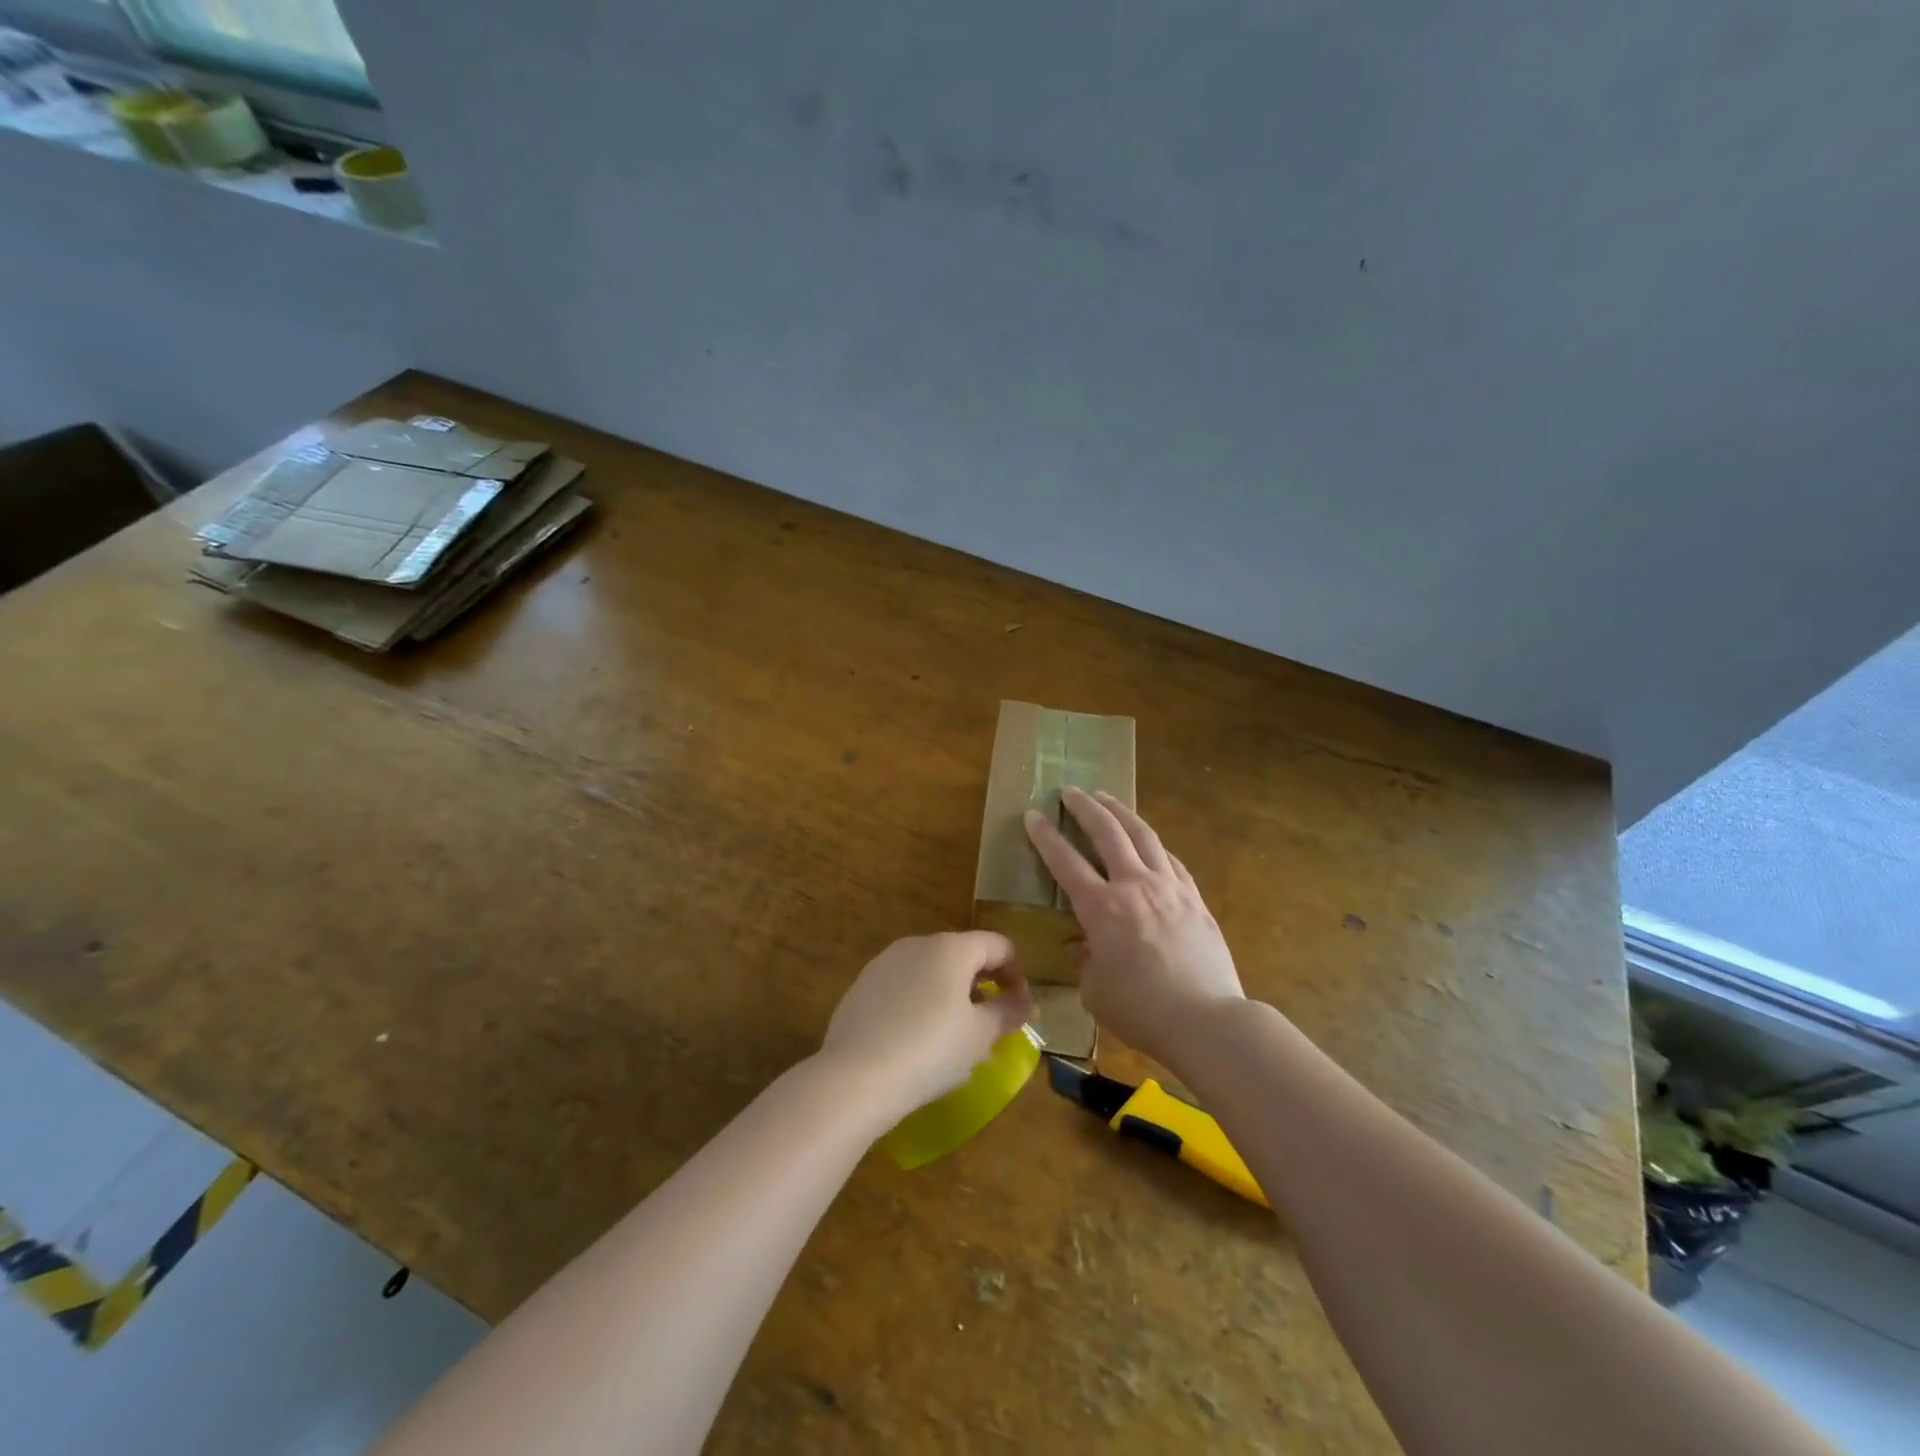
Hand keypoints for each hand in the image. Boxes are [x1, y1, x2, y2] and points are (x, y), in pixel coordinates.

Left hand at [820, 932, 1032, 1120]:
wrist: (855, 1077)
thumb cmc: (930, 1051)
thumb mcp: (980, 1036)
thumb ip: (1007, 1012)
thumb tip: (1024, 1002)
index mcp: (951, 948)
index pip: (998, 945)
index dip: (1017, 973)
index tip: (1019, 1008)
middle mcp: (917, 944)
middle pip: (962, 953)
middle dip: (983, 983)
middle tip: (991, 1023)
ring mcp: (885, 962)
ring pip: (931, 969)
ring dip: (951, 992)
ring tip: (954, 1033)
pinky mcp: (862, 985)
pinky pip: (903, 986)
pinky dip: (920, 1002)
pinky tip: (916, 1038)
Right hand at [1024, 787, 1244, 1068]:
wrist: (1206, 1020)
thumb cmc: (1141, 1010)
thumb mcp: (1095, 990)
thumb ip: (1086, 961)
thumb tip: (1086, 945)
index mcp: (1101, 908)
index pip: (1065, 861)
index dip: (1045, 836)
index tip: (1033, 814)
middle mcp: (1134, 886)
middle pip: (1107, 832)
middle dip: (1085, 807)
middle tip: (1069, 791)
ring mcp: (1169, 887)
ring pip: (1143, 835)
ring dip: (1121, 812)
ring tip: (1107, 798)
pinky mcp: (1195, 898)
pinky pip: (1171, 860)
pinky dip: (1153, 845)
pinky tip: (1149, 843)